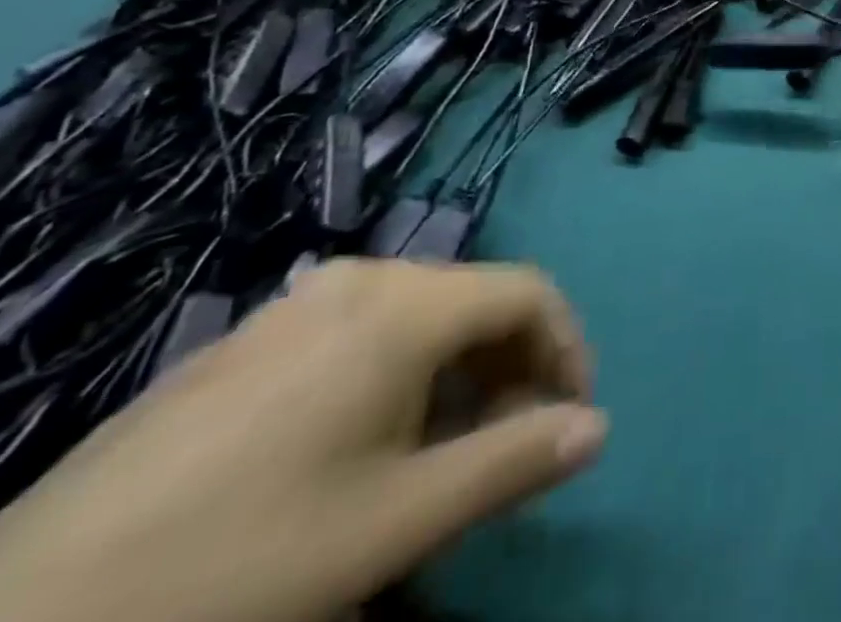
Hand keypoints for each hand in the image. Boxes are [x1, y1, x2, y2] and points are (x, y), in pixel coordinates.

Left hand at [0, 261, 606, 621]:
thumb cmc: (243, 561)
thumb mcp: (396, 524)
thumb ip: (512, 462)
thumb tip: (598, 430)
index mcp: (404, 304)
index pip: (529, 292)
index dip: (567, 348)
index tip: (570, 420)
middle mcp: (360, 278)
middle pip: (474, 300)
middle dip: (510, 367)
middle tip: (507, 448)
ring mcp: (296, 303)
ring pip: (418, 316)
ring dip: (456, 373)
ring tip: (441, 454)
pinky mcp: (248, 340)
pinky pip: (359, 332)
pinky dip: (397, 374)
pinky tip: (362, 446)